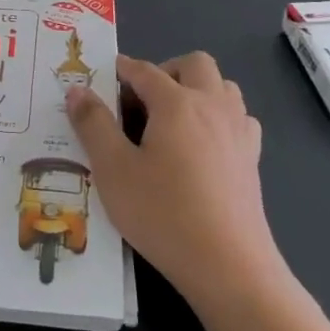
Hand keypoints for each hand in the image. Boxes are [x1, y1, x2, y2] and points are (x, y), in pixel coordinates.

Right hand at [67, 53, 291, 312]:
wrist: (229, 266)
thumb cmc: (163, 214)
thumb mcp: (113, 170)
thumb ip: (93, 124)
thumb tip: (77, 89)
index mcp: (177, 103)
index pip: (145, 71)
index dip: (122, 70)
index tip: (103, 79)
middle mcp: (212, 106)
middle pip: (195, 64)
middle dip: (166, 70)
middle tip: (141, 100)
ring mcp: (238, 131)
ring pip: (223, 87)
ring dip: (197, 89)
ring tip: (172, 120)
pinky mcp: (252, 158)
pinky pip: (238, 118)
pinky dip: (219, 117)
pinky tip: (203, 146)